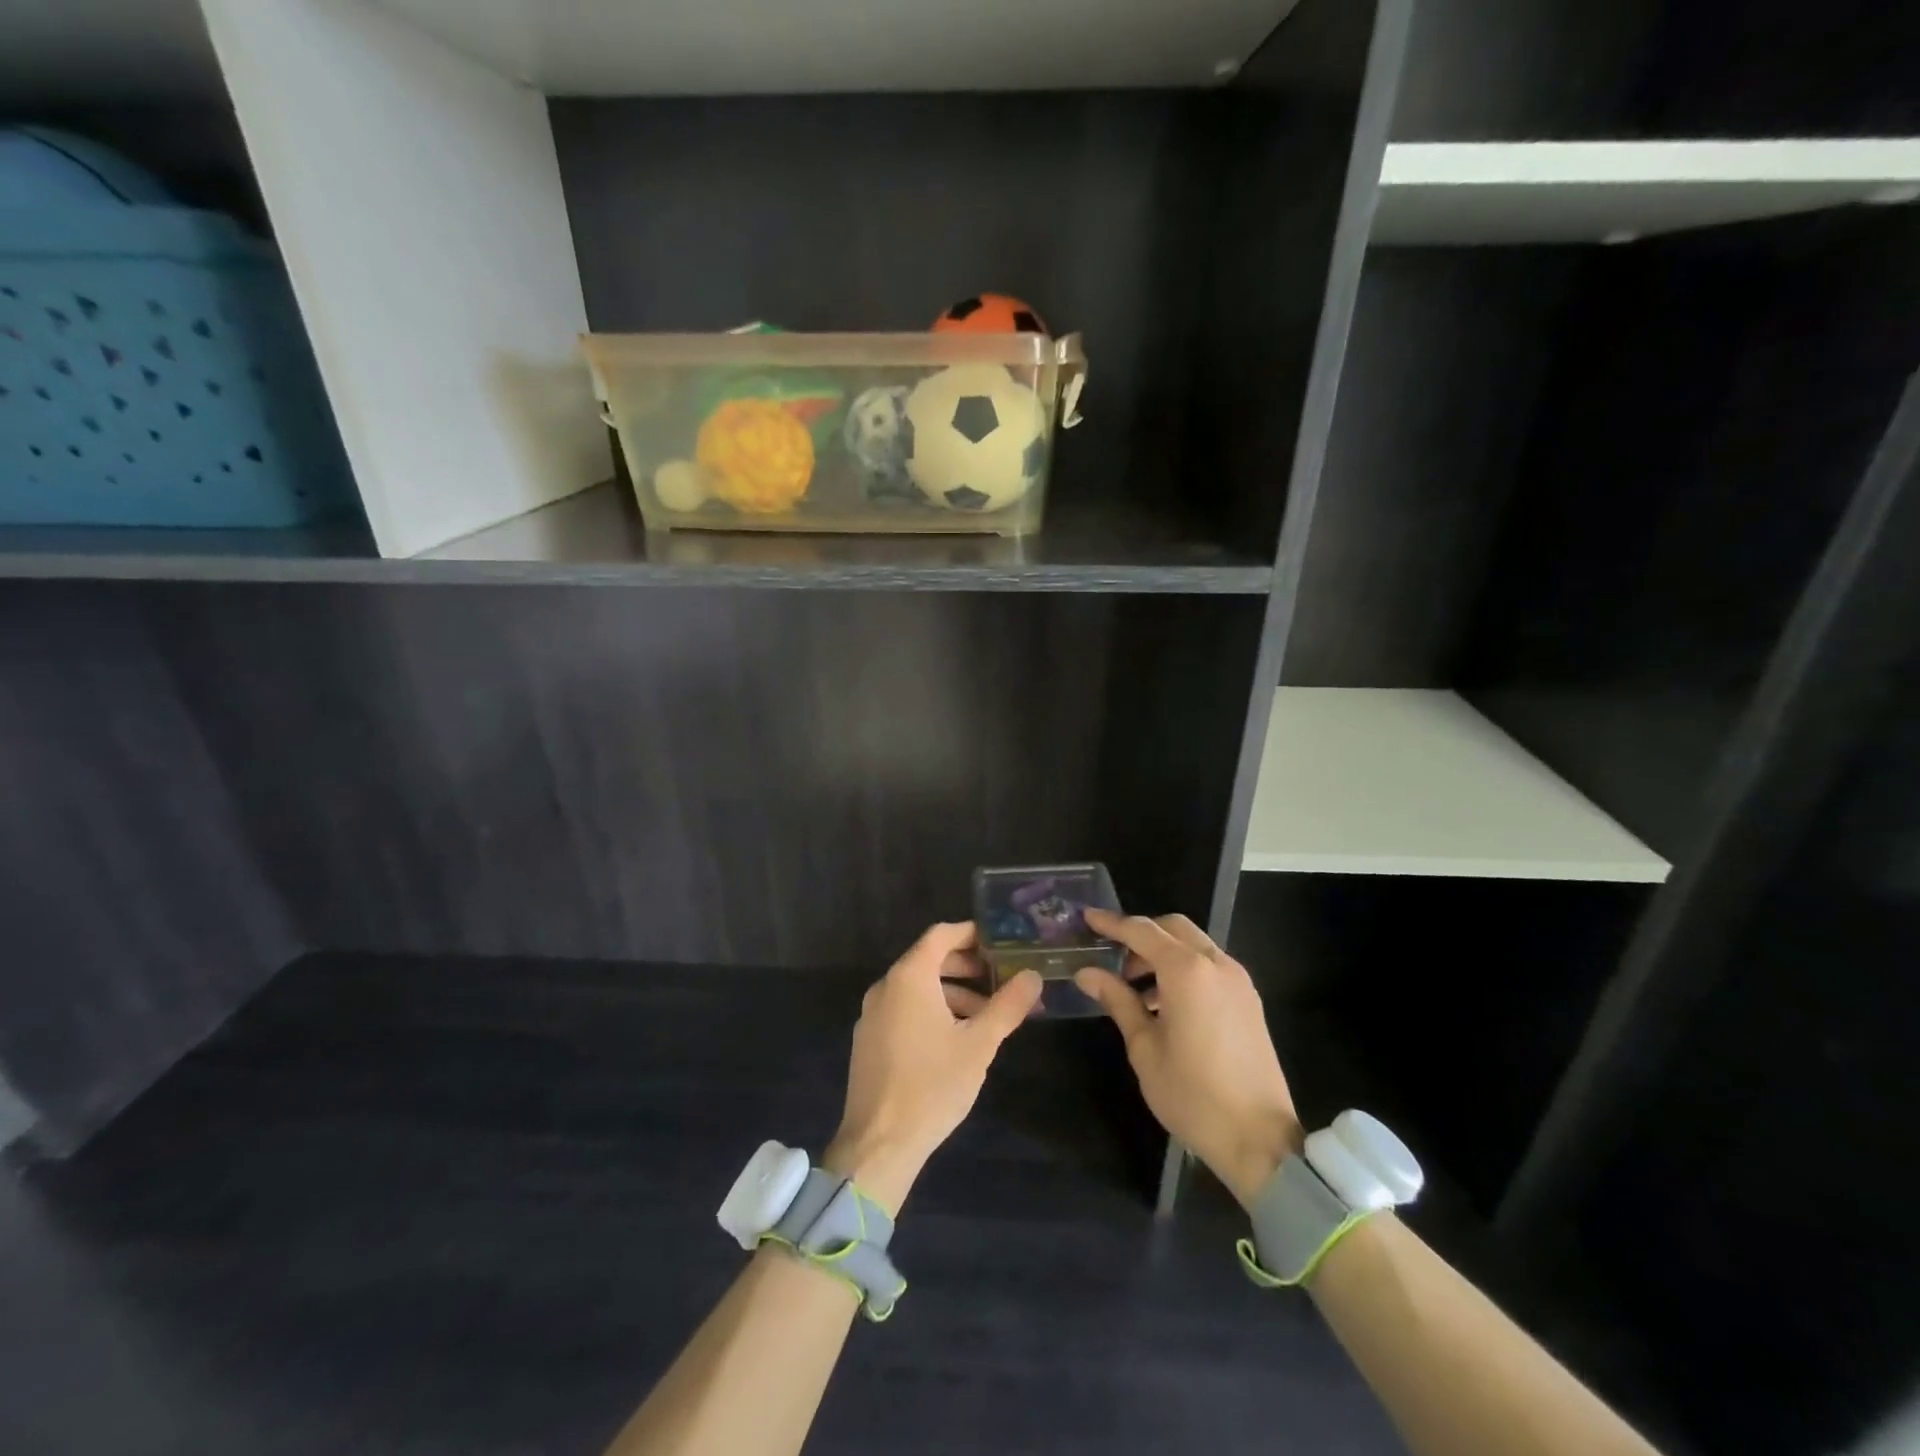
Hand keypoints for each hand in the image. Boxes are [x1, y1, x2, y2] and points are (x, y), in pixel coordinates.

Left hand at [824, 922, 1042, 1215]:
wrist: (879, 1143)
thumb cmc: (933, 1085)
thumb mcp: (980, 1044)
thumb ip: (1008, 1005)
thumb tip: (1033, 975)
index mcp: (909, 977)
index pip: (941, 934)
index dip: (971, 933)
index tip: (1000, 942)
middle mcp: (886, 986)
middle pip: (929, 959)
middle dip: (966, 966)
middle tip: (1000, 979)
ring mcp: (872, 1014)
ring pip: (917, 987)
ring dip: (952, 992)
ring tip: (986, 1016)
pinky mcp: (869, 1039)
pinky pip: (904, 1009)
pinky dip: (931, 1010)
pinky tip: (955, 1039)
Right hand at [1075, 910, 1302, 1207]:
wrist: (1259, 1139)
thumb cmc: (1192, 1094)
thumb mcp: (1144, 1048)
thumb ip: (1117, 1000)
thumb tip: (1087, 973)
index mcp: (1187, 972)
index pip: (1142, 931)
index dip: (1111, 923)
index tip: (1087, 918)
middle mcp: (1216, 964)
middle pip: (1172, 928)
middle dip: (1140, 935)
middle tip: (1112, 959)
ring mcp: (1238, 981)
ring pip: (1194, 945)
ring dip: (1163, 953)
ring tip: (1134, 989)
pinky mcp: (1249, 1000)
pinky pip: (1210, 967)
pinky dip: (1184, 970)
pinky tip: (1165, 1004)